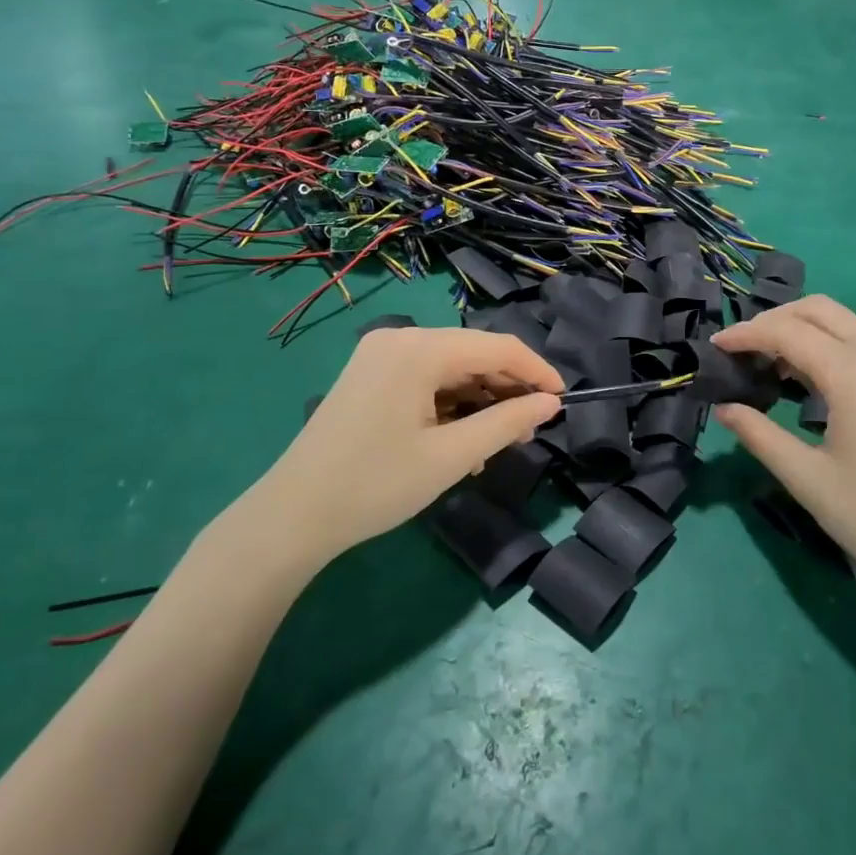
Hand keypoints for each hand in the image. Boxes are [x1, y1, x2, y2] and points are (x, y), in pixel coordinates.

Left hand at [225, 327, 562, 571]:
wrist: (293, 516)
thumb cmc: (376, 485)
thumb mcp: (450, 457)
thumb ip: (506, 423)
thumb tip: (551, 404)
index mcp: (419, 348)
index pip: (496, 347)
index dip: (536, 371)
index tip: (563, 401)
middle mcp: (400, 338)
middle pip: (472, 353)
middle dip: (506, 389)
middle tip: (530, 431)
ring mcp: (380, 354)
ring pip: (450, 367)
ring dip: (479, 400)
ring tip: (496, 444)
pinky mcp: (370, 375)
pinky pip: (425, 378)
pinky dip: (450, 404)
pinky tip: (460, 440)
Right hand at [713, 295, 855, 611]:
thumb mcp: (806, 478)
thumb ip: (758, 433)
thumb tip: (723, 407)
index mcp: (855, 373)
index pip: (787, 332)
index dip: (746, 334)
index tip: (716, 346)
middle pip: (818, 310)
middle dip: (774, 321)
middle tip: (744, 349)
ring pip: (848, 320)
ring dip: (808, 328)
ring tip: (779, 364)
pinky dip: (840, 342)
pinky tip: (826, 376)